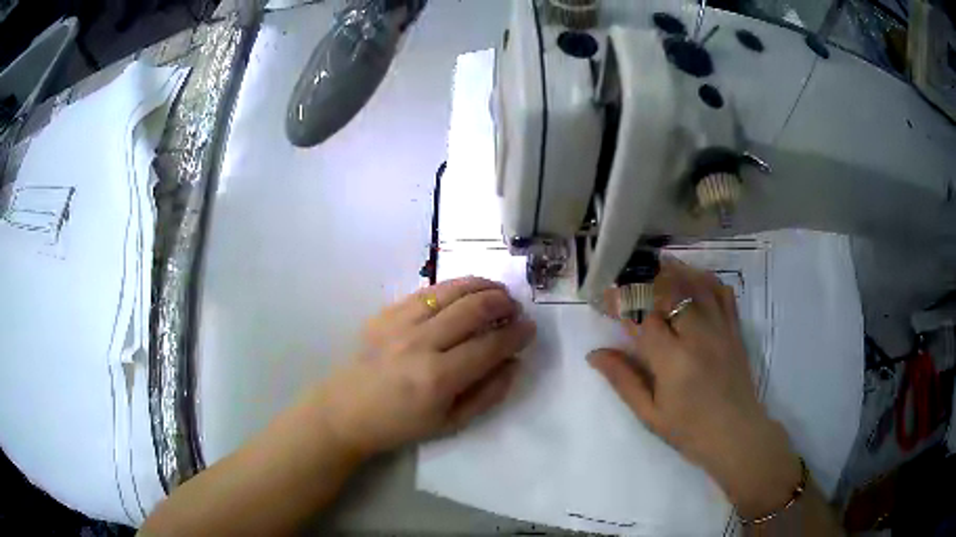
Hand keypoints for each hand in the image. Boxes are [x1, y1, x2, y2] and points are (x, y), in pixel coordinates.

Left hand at [308, 277, 535, 458]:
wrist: (346, 411)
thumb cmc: (400, 424)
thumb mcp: (451, 424)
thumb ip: (488, 394)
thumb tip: (514, 362)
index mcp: (438, 379)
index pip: (490, 346)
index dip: (516, 334)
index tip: (530, 328)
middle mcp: (420, 344)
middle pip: (472, 309)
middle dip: (503, 303)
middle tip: (515, 307)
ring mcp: (399, 323)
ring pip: (450, 290)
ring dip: (481, 286)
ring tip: (497, 291)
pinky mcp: (385, 313)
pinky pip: (425, 290)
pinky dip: (452, 286)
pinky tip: (464, 290)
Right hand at [589, 257, 802, 519]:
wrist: (736, 435)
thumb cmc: (689, 430)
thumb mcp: (649, 413)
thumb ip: (623, 380)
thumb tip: (595, 354)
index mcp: (672, 360)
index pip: (642, 316)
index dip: (621, 302)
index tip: (605, 297)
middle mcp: (697, 336)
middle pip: (670, 290)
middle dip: (646, 278)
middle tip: (628, 274)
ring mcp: (720, 329)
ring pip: (697, 285)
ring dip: (675, 270)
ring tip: (656, 265)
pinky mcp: (734, 329)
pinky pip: (722, 293)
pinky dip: (706, 279)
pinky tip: (694, 276)